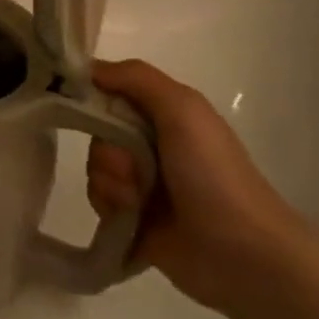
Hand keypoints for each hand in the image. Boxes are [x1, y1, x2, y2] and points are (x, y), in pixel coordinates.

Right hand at [86, 59, 306, 307]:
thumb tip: (87, 67)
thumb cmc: (212, 172)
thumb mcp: (182, 108)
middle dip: (107, 150)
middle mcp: (151, 143)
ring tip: (137, 200)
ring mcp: (142, 182)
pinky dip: (109, 205)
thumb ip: (136, 78)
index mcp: (165, 114)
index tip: (78, 105)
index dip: (93, 97)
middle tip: (131, 168)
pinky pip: (99, 200)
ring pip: (96, 167)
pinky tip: (130, 217)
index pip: (112, 92)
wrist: (239, 251)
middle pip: (99, 132)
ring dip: (110, 181)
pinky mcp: (132, 217)